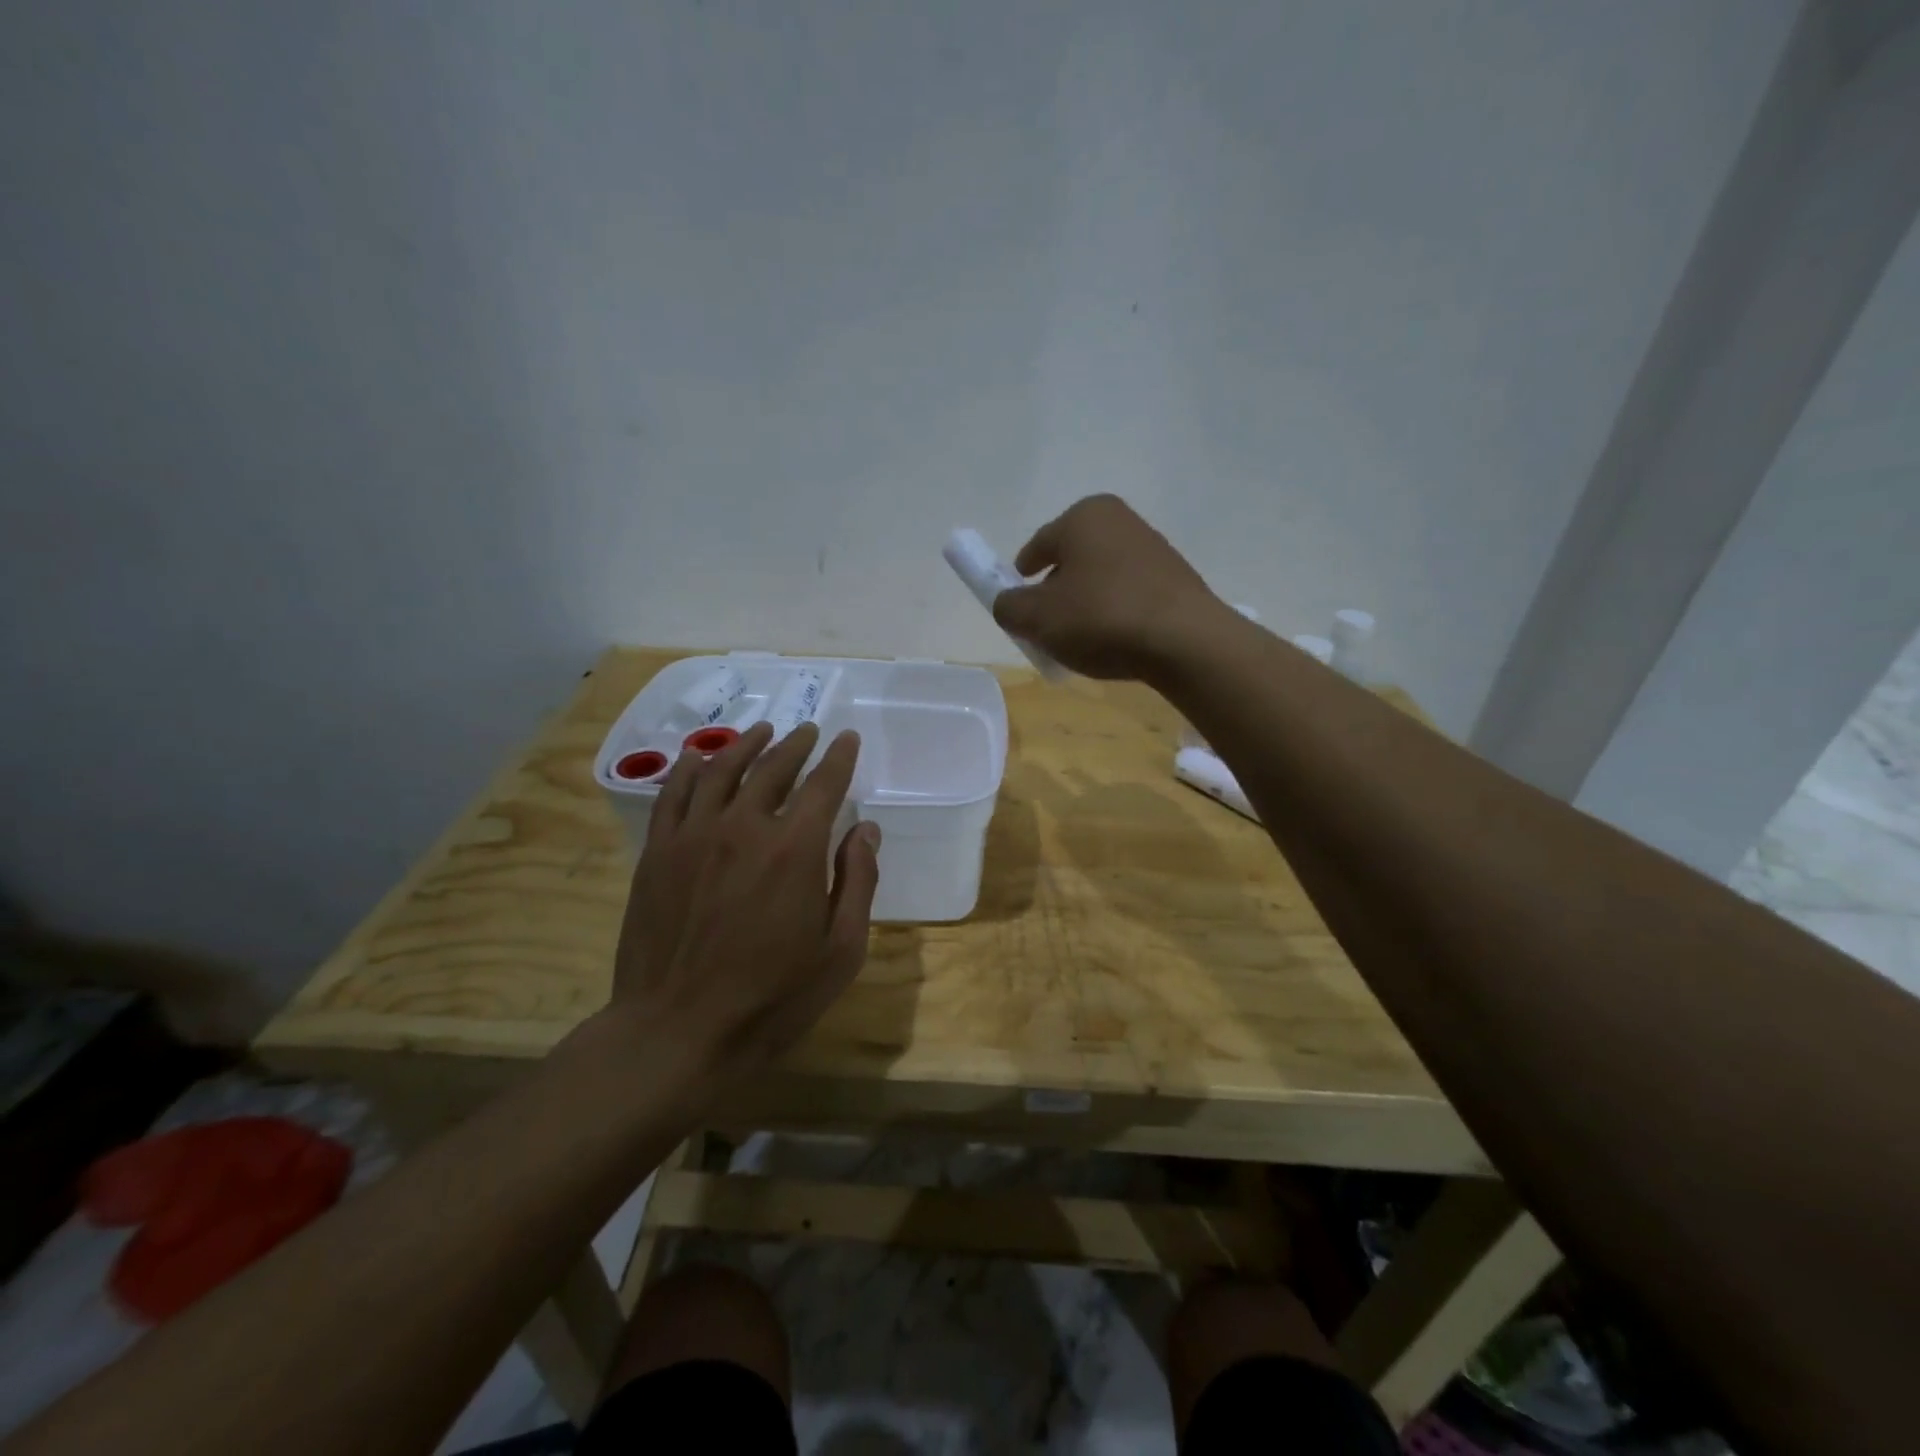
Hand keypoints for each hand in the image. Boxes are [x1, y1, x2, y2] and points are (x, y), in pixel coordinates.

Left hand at [611, 721, 879, 1077]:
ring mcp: (695, 835)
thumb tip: (866, 829)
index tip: (848, 739)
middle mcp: (745, 826)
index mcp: (796, 849)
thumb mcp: (840, 951)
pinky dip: (692, 768)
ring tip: (763, 732)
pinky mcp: (658, 852)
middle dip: (797, 744)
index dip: (839, 757)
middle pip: (774, 767)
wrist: (677, 1032)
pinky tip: (701, 759)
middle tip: (809, 732)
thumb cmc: (772, 998)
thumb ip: (858, 882)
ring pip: (723, 770)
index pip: (824, 784)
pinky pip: (675, 794)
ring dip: (747, 745)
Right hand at [992, 495, 1222, 679]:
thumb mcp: (1037, 618)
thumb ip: (1009, 607)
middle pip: (1072, 560)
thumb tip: (1008, 604)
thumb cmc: (1100, 618)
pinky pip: (1130, 594)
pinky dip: (1115, 613)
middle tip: (1047, 627)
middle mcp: (1120, 520)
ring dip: (1087, 604)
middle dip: (1056, 591)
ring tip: (1082, 640)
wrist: (1184, 641)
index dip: (1021, 577)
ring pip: (1102, 578)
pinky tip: (1115, 642)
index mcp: (1083, 516)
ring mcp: (1153, 548)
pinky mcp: (1176, 578)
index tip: (1017, 605)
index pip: (1038, 546)